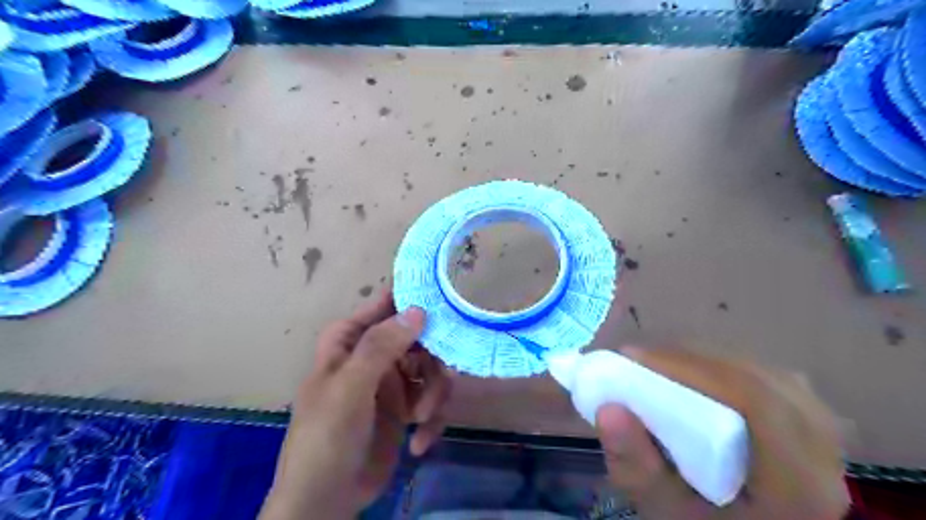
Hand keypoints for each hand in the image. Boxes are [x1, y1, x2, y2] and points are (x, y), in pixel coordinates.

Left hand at [260, 291, 453, 516]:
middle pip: (420, 339)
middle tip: (439, 383)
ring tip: (422, 420)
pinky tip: (419, 443)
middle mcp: (374, 355)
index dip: (414, 299)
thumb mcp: (350, 389)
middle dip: (433, 363)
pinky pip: (431, 400)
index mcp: (352, 341)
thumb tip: (418, 309)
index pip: (385, 305)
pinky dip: (431, 421)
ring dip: (434, 395)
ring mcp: (391, 382)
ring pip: (431, 370)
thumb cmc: (326, 437)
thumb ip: (381, 347)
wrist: (325, 502)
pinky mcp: (405, 409)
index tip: (446, 302)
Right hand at [597, 348, 848, 516]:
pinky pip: (764, 374)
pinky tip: (693, 376)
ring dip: (705, 360)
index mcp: (800, 485)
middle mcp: (824, 451)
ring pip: (760, 369)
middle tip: (639, 360)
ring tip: (659, 366)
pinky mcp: (809, 419)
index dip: (691, 368)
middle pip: (756, 377)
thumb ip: (636, 467)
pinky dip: (720, 366)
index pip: (755, 400)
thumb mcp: (664, 511)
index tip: (633, 358)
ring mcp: (823, 431)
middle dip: (690, 360)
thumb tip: (608, 409)